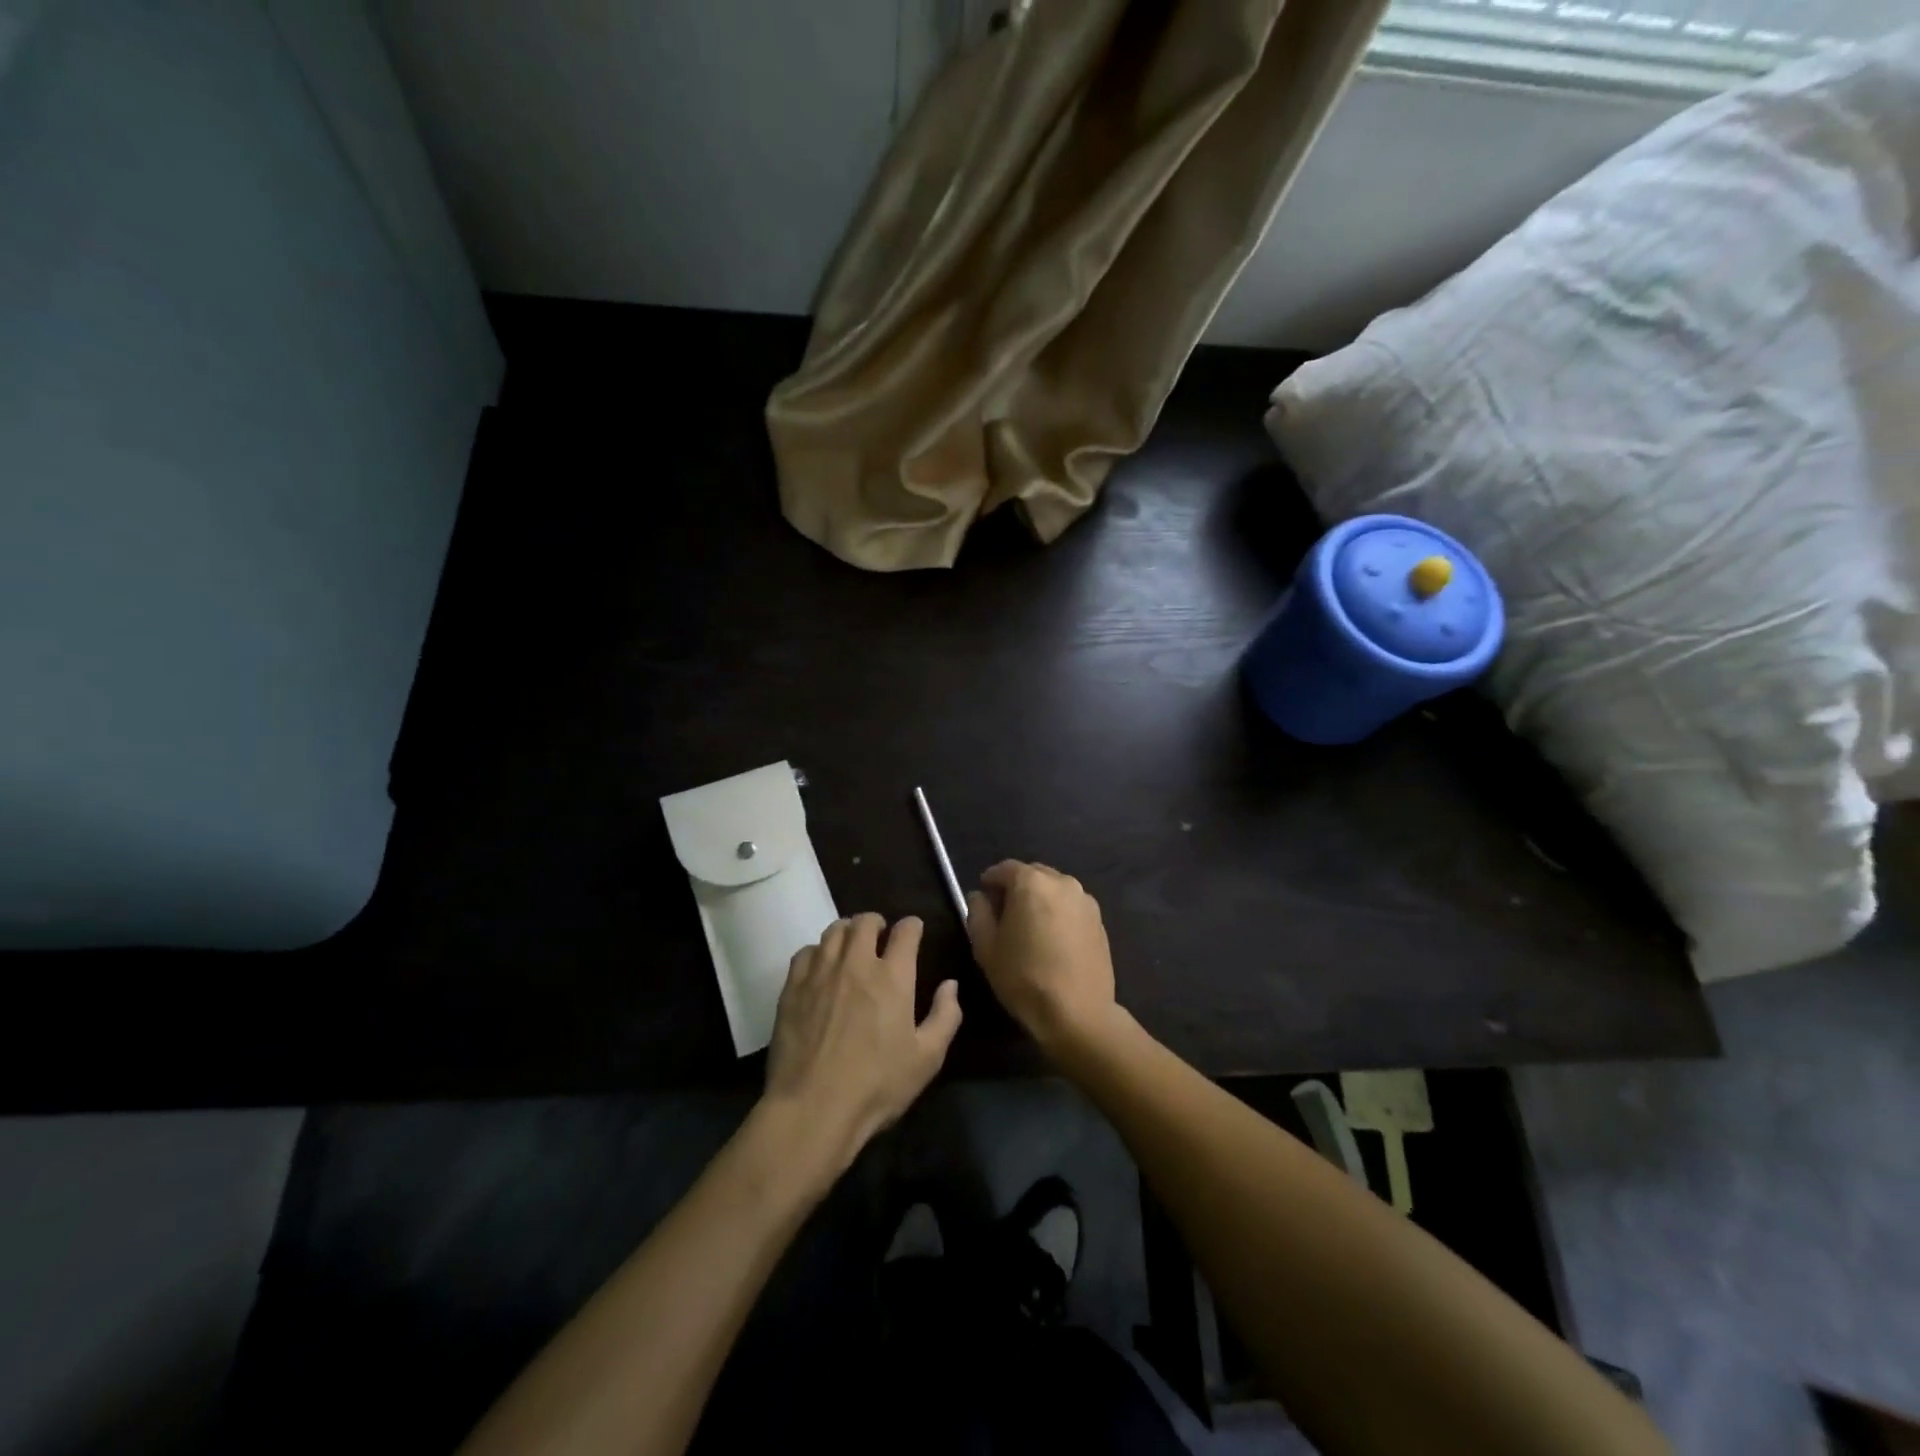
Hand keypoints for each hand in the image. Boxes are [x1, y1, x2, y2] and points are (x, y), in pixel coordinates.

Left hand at [762, 914, 961, 1176]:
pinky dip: (818, 952)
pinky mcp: (793, 987)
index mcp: (893, 976)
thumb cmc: (877, 1085)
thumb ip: (945, 1016)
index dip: (912, 926)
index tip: (914, 931)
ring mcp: (820, 972)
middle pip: (865, 922)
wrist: (813, 1107)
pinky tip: (820, 967)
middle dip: (877, 922)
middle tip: (880, 935)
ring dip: (848, 932)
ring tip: (851, 945)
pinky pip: (806, 952)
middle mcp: (856, 963)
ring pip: (834, 931)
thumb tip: (950, 985)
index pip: (905, 931)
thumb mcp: (927, 1058)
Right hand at [966, 862, 1117, 1055]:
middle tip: (1003, 913)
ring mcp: (1085, 900)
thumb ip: (978, 913)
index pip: (1004, 869)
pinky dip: (1058, 913)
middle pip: (1032, 874)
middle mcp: (1062, 882)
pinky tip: (1052, 940)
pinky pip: (1071, 906)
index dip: (990, 880)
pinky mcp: (1099, 920)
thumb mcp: (986, 947)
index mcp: (1031, 882)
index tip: (982, 897)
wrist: (1077, 1013)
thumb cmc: (1024, 978)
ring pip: (1054, 889)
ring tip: (1029, 928)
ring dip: (1039, 899)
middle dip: (1016, 887)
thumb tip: (980, 897)